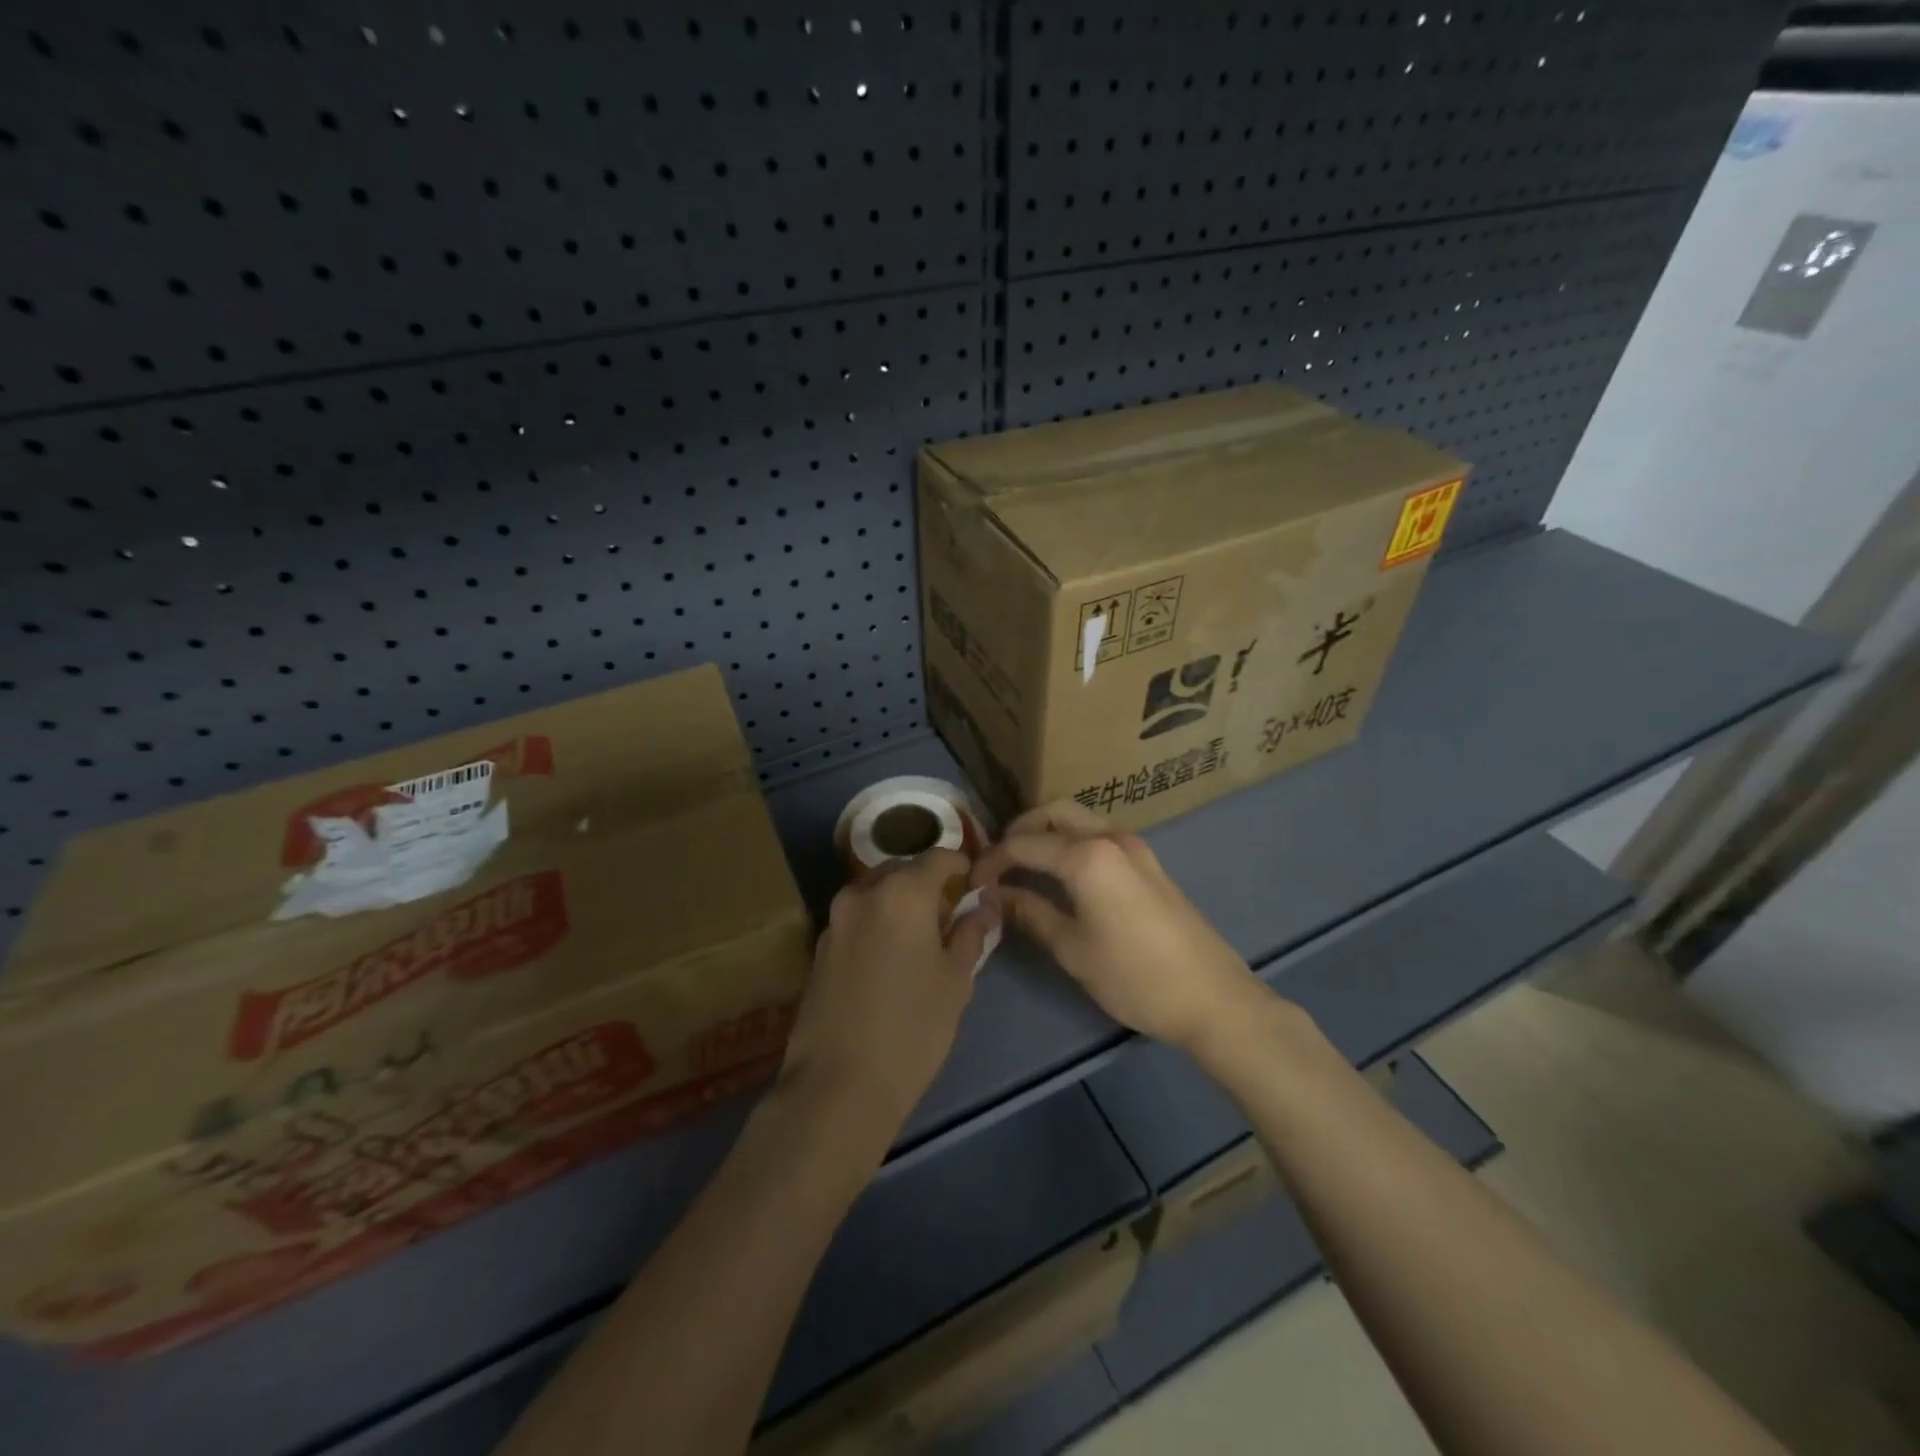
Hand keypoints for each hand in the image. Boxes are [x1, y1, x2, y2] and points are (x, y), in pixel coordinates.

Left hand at [779, 848, 999, 1142]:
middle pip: (903, 870)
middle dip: (929, 883)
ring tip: (923, 939)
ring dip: (902, 902)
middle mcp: (863, 892)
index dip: (962, 866)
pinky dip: (879, 921)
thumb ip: (971, 933)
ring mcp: (835, 918)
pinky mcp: (819, 946)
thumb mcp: (956, 980)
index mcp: (902, 891)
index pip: (939, 857)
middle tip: (953, 915)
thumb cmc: (912, 1028)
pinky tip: (892, 958)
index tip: (977, 886)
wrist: (838, 1084)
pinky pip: (858, 917)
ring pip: (877, 892)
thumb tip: (983, 906)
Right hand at [971, 802, 1264, 1053]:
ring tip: (1027, 866)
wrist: (1212, 998)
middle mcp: (1111, 838)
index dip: (993, 860)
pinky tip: (1063, 875)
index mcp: (1087, 856)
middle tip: (1000, 860)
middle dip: (1022, 828)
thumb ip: (1031, 913)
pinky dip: (1074, 841)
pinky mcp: (1150, 862)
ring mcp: (1135, 847)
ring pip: (1081, 819)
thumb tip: (997, 895)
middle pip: (1055, 811)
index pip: (1025, 844)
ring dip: (1049, 831)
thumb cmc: (1134, 976)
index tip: (972, 880)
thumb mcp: (1072, 949)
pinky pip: (1101, 835)